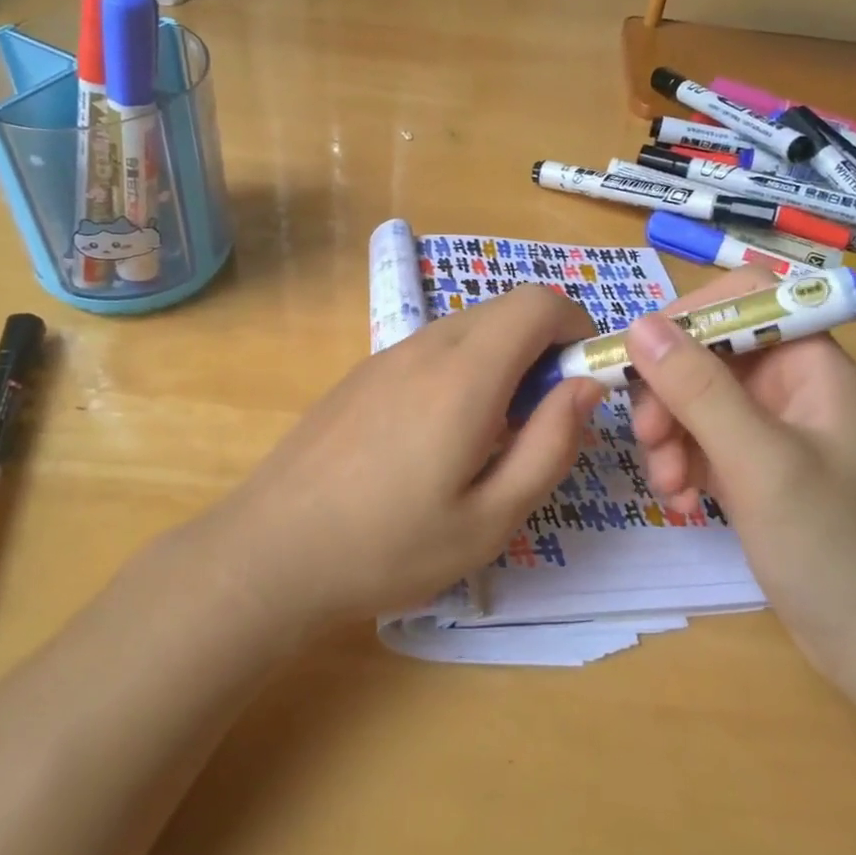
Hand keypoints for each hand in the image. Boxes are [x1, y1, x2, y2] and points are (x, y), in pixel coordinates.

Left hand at [208, 285, 603, 625]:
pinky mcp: (361, 375)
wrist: (270, 552)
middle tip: (537, 423)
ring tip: (486, 439)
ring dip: (500, 363)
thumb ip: (550, 445)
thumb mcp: (491, 518)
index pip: (538, 302)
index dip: (576, 326)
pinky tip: (434, 441)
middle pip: (504, 311)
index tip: (581, 380)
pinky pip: (429, 351)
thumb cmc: (390, 547)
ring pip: (466, 330)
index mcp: (464, 375)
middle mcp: (425, 347)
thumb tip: (584, 386)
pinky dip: (460, 371)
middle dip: (542, 348)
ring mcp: (385, 356)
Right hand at [625, 268, 855, 696]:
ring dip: (669, 434)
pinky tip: (682, 499)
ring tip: (668, 484)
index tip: (641, 358)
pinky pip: (699, 439)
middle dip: (669, 392)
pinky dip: (681, 462)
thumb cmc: (835, 547)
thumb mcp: (760, 462)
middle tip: (651, 439)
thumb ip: (699, 390)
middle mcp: (789, 383)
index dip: (688, 317)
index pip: (742, 297)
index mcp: (810, 362)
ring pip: (693, 397)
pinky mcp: (753, 465)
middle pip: (706, 350)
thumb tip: (639, 325)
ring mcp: (769, 426)